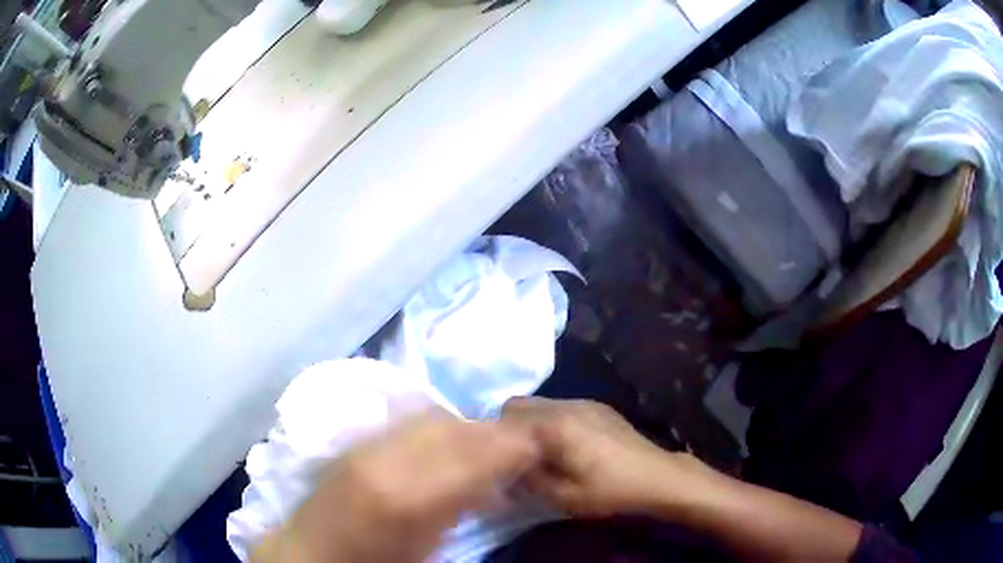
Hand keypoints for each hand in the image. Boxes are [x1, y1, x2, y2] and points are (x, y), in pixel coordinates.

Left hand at [253, 410, 538, 562]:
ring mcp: (364, 446)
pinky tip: (445, 448)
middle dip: (491, 432)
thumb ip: (463, 508)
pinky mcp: (354, 443)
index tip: (537, 446)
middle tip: (515, 447)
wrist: (309, 554)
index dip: (513, 444)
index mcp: (408, 496)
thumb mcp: (428, 548)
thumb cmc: (375, 562)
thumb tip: (495, 487)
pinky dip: (437, 428)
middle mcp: (384, 458)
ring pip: (431, 417)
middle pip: (454, 426)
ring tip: (483, 448)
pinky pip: (407, 423)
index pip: (475, 452)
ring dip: (464, 428)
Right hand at [502, 397, 707, 517]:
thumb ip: (528, 480)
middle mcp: (565, 405)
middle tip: (518, 457)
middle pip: (519, 405)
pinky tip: (570, 445)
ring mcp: (584, 402)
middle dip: (511, 428)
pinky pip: (563, 407)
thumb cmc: (608, 490)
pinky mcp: (599, 406)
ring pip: (541, 404)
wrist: (656, 476)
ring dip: (534, 424)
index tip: (500, 461)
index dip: (496, 439)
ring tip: (544, 452)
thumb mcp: (562, 496)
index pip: (505, 418)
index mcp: (553, 425)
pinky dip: (554, 422)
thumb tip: (506, 470)